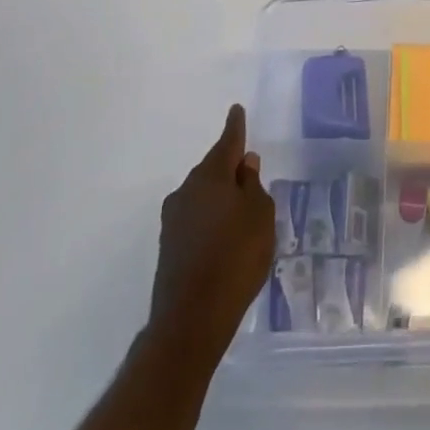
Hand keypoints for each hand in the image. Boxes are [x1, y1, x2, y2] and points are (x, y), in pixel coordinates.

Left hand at [149, 104, 274, 356]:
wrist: (191, 319)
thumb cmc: (236, 258)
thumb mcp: (260, 216)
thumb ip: (254, 186)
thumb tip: (244, 164)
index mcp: (211, 176)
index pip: (227, 142)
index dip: (235, 127)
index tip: (236, 110)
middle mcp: (187, 190)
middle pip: (213, 169)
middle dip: (229, 168)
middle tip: (249, 173)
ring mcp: (173, 219)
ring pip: (202, 195)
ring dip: (219, 197)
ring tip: (240, 211)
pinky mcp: (168, 246)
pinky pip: (195, 218)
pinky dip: (210, 219)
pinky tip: (223, 237)